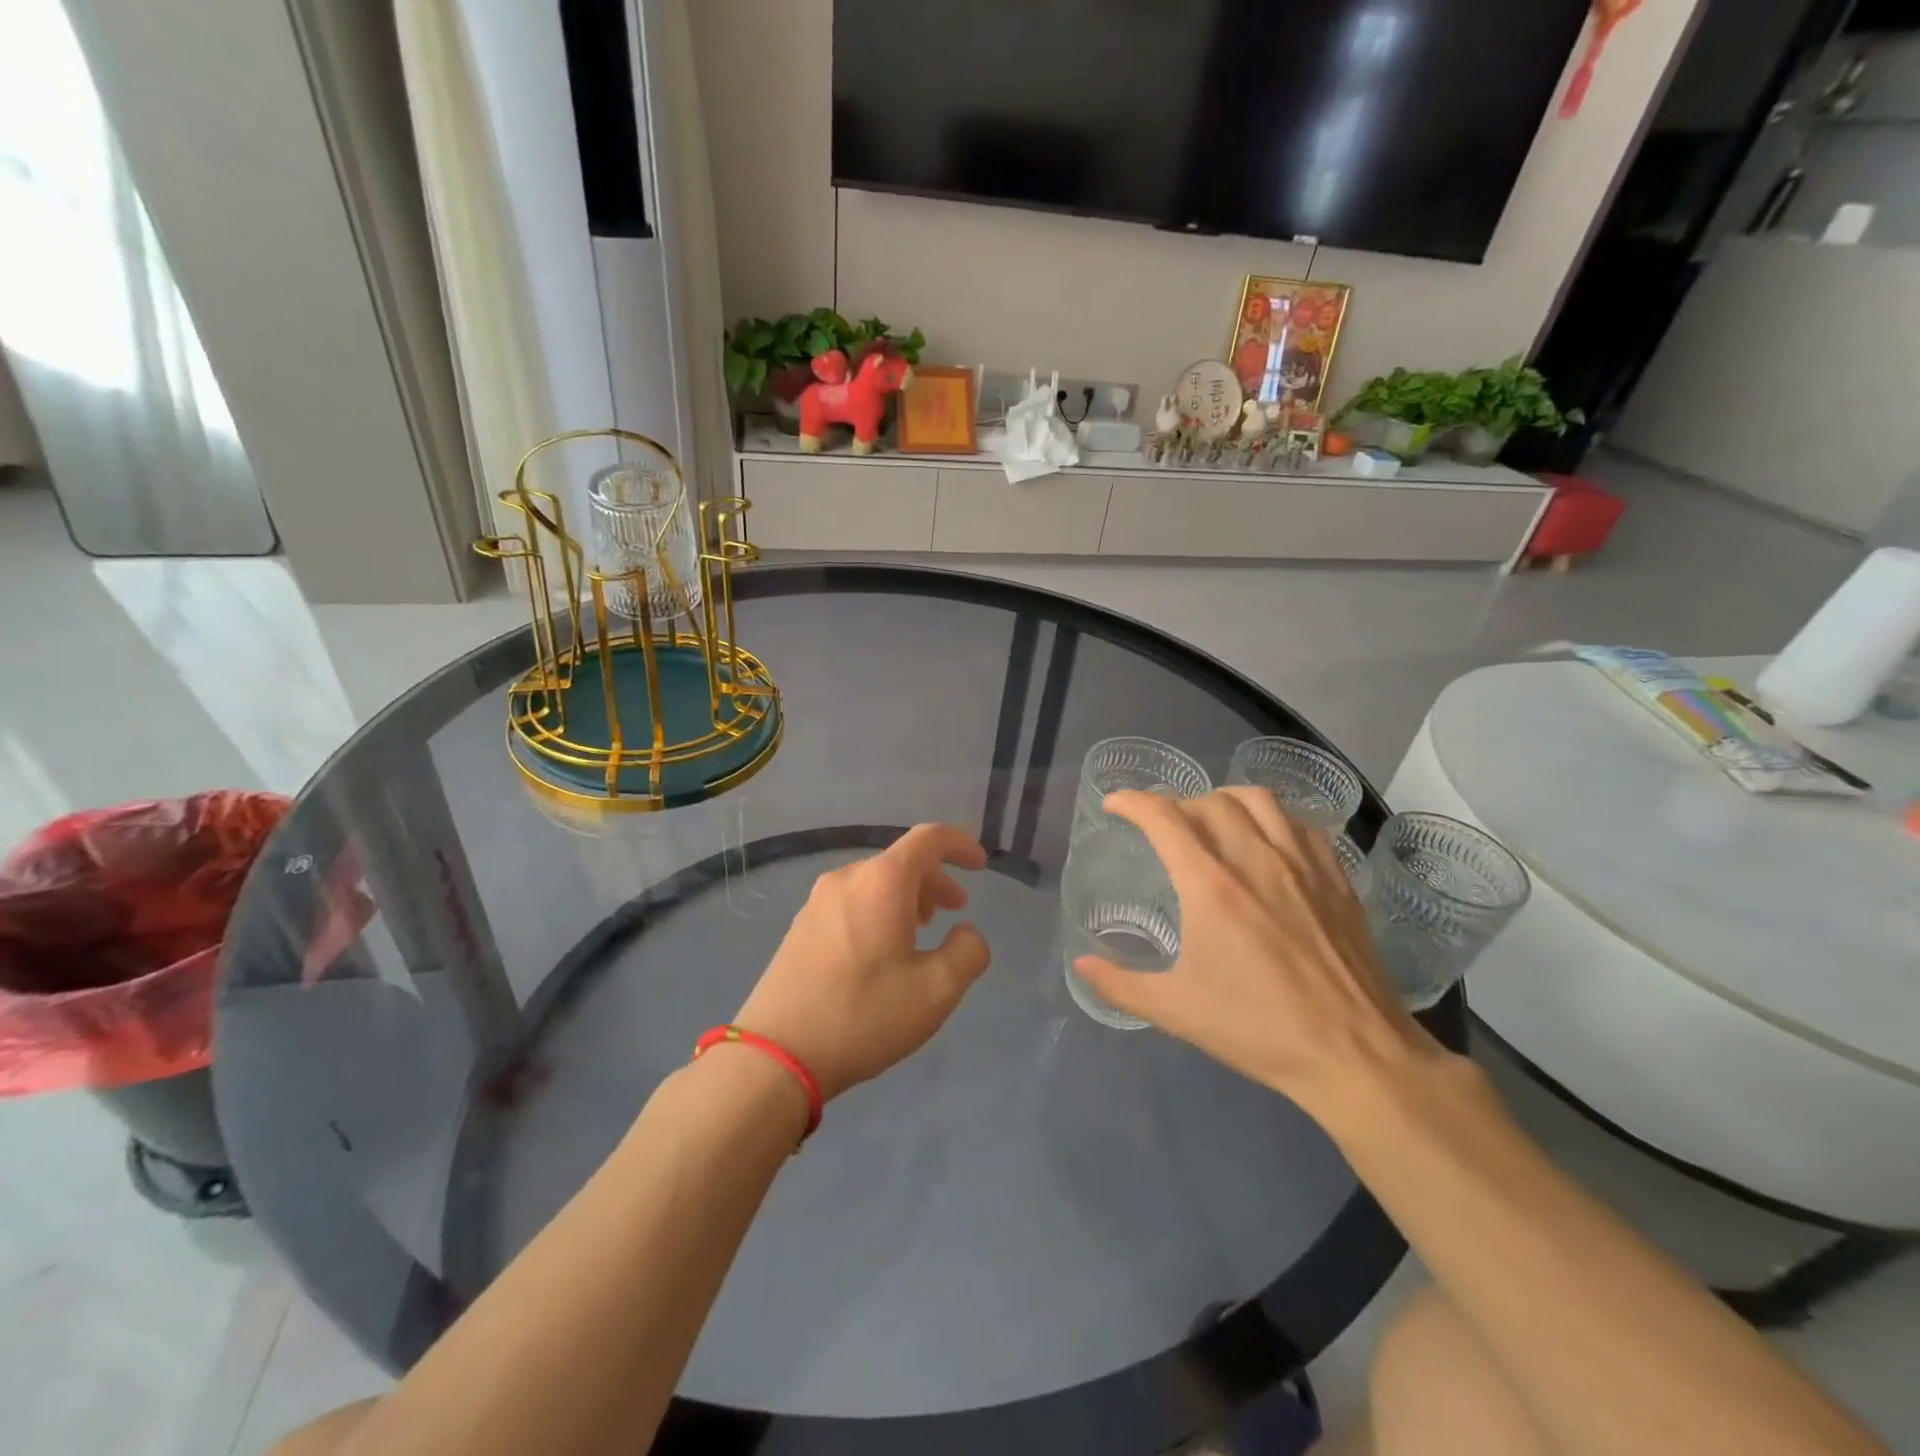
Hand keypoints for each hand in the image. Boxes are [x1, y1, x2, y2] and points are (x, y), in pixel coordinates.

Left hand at [734, 824, 991, 1100]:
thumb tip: (966, 932)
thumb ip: (968, 952)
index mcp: (882, 882)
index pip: (929, 838)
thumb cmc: (863, 1016)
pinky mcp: (800, 925)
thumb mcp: (936, 992)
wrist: (776, 1055)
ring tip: (921, 929)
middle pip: (901, 861)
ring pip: (875, 882)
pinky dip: (879, 909)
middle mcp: (848, 878)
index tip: (980, 866)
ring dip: (907, 896)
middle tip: (955, 910)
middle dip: (935, 880)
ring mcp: (817, 901)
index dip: (960, 844)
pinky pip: (852, 900)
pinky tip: (882, 948)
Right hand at [1074, 788, 1440, 1123]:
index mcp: (1211, 887)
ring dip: (1224, 799)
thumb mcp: (1176, 1011)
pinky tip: (1267, 839)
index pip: (1164, 819)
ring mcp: (1302, 865)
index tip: (1114, 804)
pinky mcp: (1336, 877)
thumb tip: (1081, 964)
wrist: (1355, 1055)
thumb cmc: (1258, 1030)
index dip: (1132, 802)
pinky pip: (1300, 822)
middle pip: (1209, 801)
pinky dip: (1273, 816)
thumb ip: (1120, 984)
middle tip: (1162, 826)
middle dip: (1175, 803)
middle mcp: (1256, 860)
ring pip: (1259, 799)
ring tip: (1212, 818)